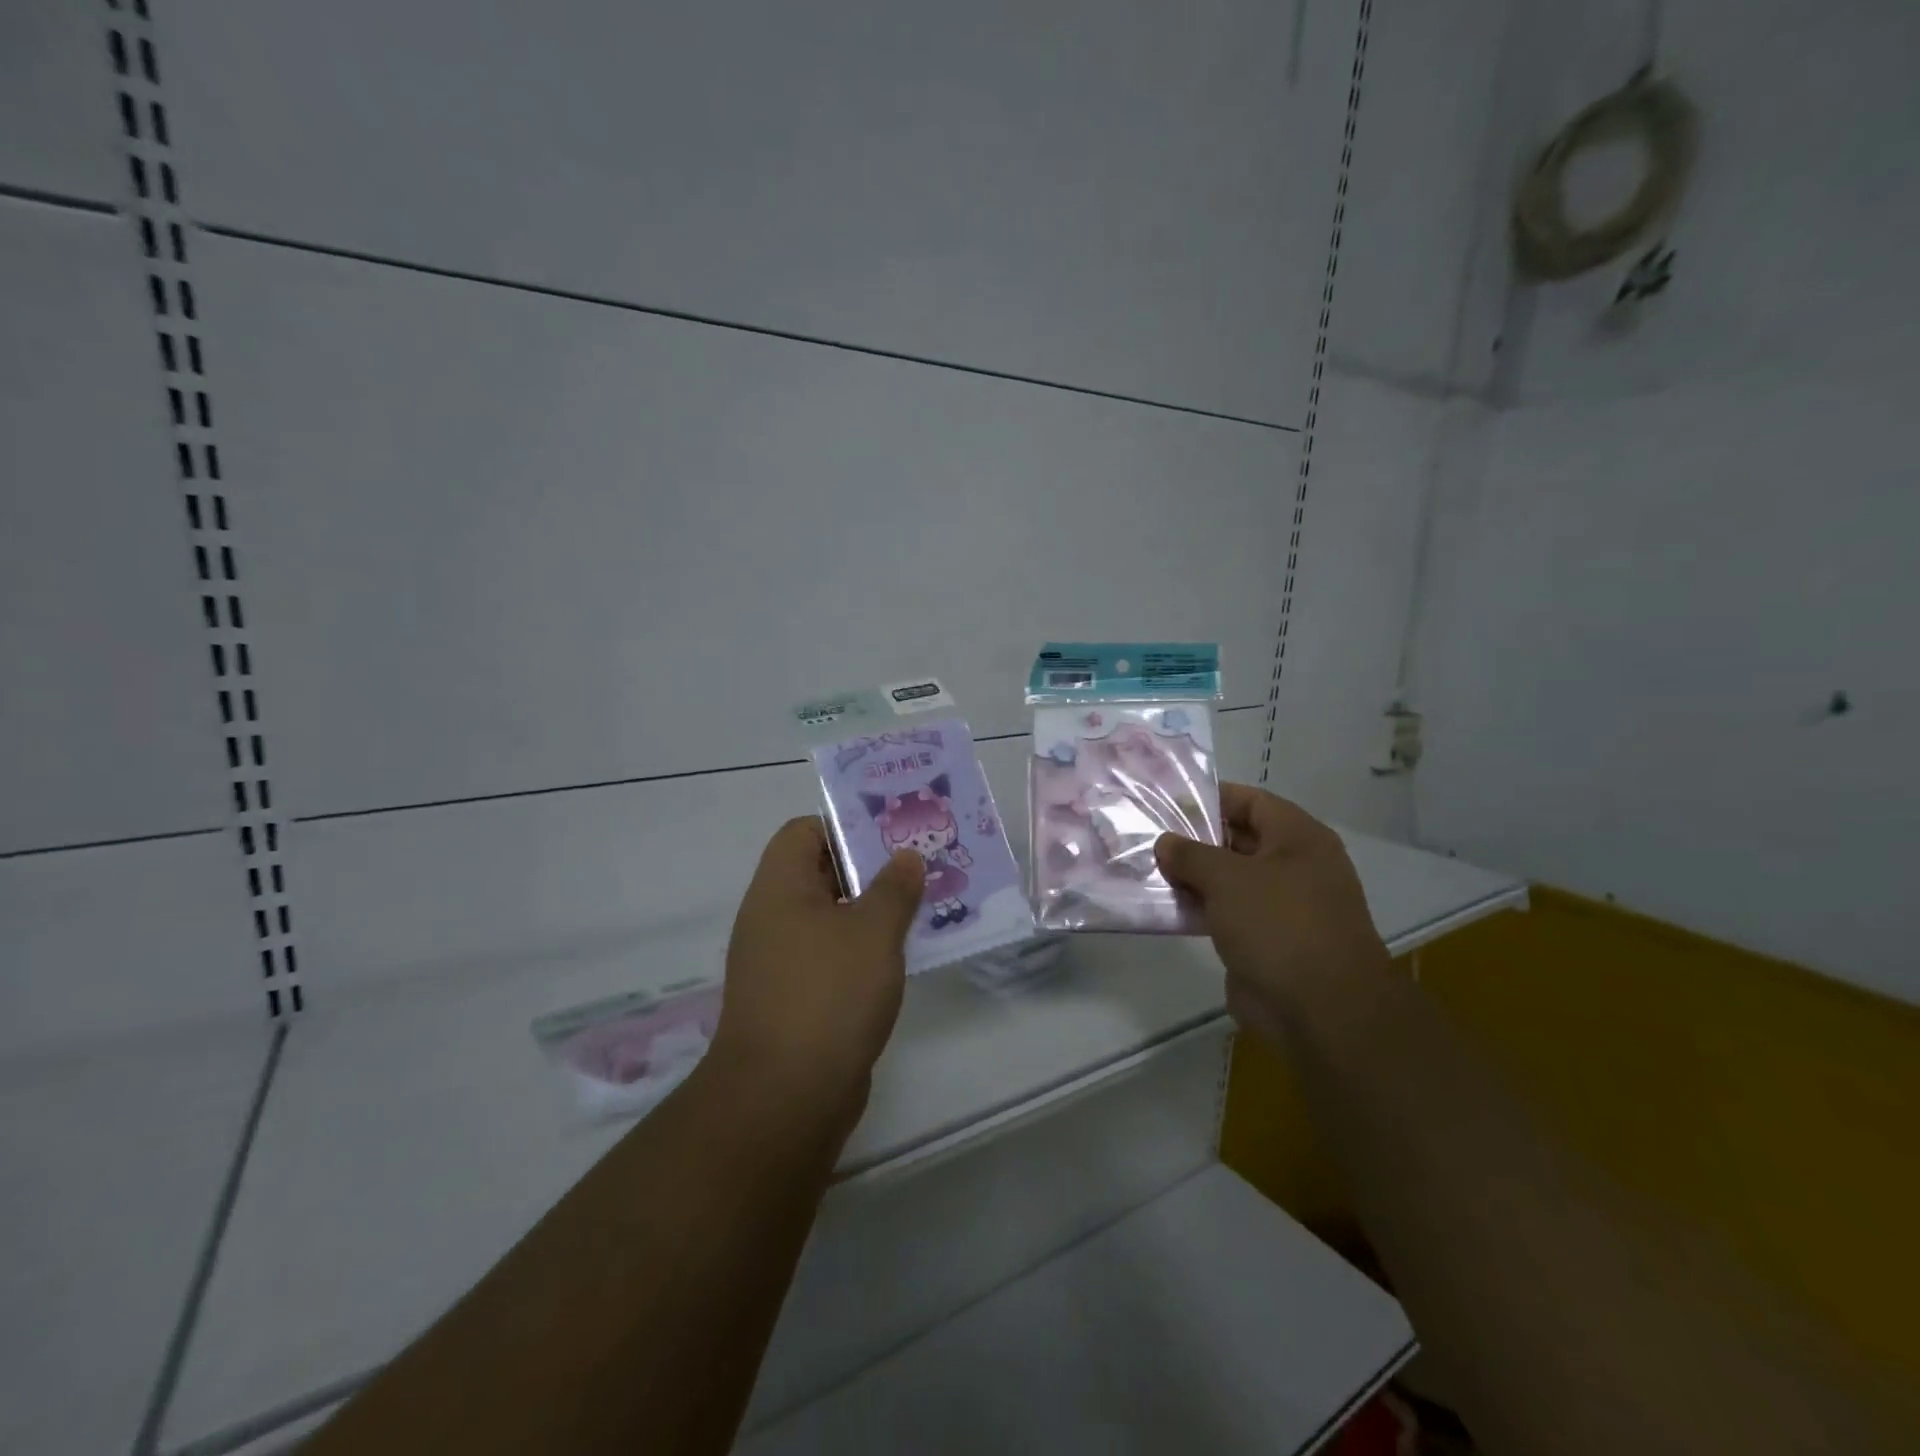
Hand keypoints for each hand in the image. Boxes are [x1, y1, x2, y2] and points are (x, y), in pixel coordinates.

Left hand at [710, 817, 924, 1126]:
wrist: (785, 1097)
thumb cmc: (829, 994)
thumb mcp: (873, 931)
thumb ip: (894, 887)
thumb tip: (906, 857)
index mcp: (779, 888)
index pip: (804, 831)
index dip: (846, 825)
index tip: (892, 835)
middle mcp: (772, 918)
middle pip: (821, 872)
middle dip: (871, 868)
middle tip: (920, 865)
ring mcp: (781, 961)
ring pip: (832, 917)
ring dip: (873, 910)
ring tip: (923, 905)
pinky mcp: (796, 999)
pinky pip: (833, 956)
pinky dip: (864, 949)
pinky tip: (903, 955)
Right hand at [1154, 784, 1389, 1049]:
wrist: (1321, 1011)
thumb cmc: (1279, 924)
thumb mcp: (1227, 878)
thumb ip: (1191, 854)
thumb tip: (1166, 842)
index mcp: (1299, 838)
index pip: (1251, 801)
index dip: (1211, 797)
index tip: (1167, 801)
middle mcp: (1295, 866)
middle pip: (1238, 839)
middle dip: (1195, 838)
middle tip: (1148, 835)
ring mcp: (1282, 906)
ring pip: (1230, 879)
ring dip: (1193, 877)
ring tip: (1148, 869)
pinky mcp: (1267, 940)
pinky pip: (1228, 913)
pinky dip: (1200, 908)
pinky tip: (1165, 906)